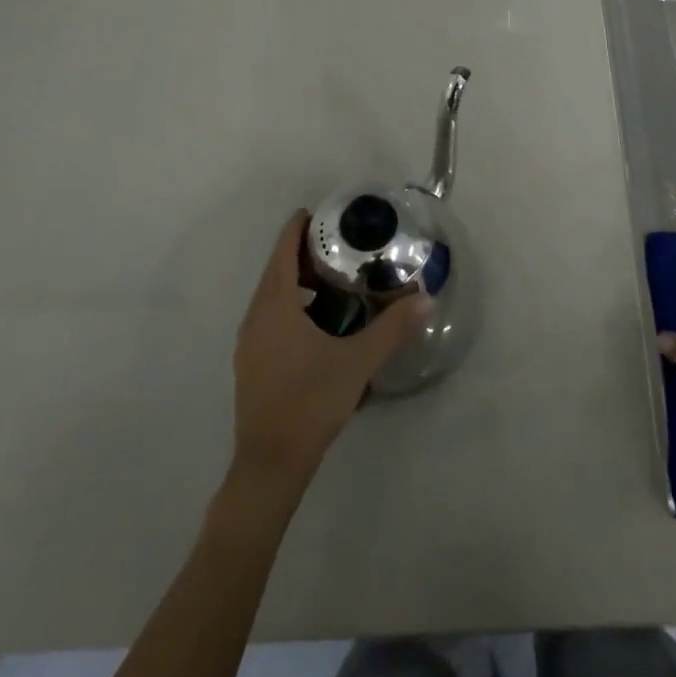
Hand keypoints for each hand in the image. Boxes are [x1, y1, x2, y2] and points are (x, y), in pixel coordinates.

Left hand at [232, 211, 429, 489]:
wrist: (270, 464)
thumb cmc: (310, 401)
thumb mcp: (358, 361)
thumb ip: (392, 327)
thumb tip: (426, 297)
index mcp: (275, 306)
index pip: (282, 252)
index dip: (298, 228)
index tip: (321, 212)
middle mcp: (256, 317)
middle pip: (276, 271)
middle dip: (304, 253)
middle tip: (342, 246)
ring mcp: (250, 343)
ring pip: (273, 296)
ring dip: (298, 282)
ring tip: (336, 280)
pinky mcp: (253, 363)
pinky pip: (271, 317)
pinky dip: (293, 305)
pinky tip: (321, 323)